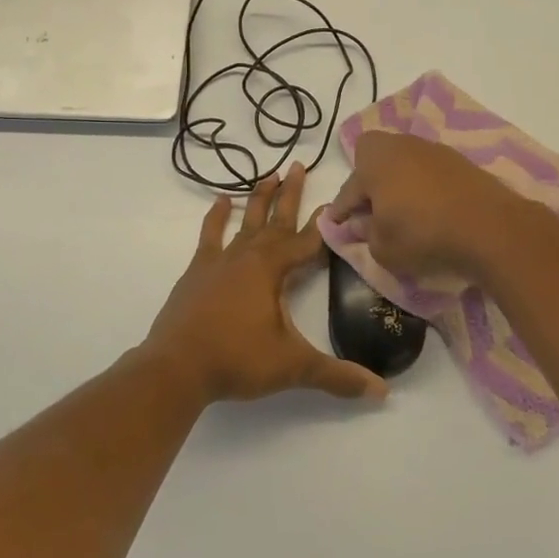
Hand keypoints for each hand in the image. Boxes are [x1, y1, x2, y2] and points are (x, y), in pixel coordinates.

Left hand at [144, 165, 386, 404]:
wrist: (176, 368)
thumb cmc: (237, 360)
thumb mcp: (292, 367)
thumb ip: (337, 376)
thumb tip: (382, 392)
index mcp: (272, 270)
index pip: (308, 241)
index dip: (326, 224)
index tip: (338, 201)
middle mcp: (248, 256)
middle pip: (276, 220)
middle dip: (290, 194)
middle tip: (299, 165)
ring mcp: (220, 261)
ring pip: (246, 222)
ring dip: (259, 198)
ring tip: (269, 174)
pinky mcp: (197, 271)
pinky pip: (210, 236)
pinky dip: (217, 218)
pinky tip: (222, 201)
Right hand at [328, 131, 528, 280]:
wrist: (489, 227)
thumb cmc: (423, 235)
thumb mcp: (383, 248)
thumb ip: (366, 235)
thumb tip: (362, 224)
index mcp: (374, 161)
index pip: (349, 188)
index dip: (340, 209)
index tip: (336, 223)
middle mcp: (401, 146)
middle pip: (374, 158)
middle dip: (368, 180)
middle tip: (370, 208)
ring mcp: (433, 150)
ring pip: (403, 162)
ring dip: (398, 182)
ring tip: (402, 210)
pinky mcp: (460, 161)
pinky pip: (428, 171)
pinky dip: (423, 186)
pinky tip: (430, 208)